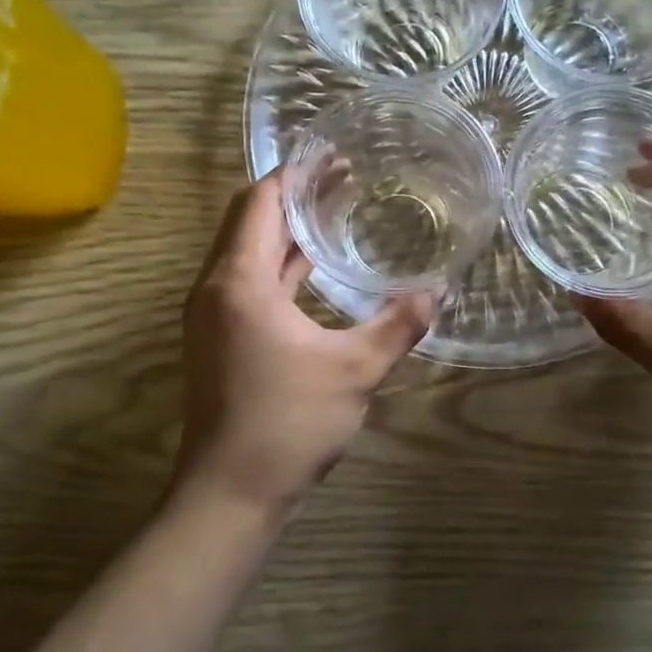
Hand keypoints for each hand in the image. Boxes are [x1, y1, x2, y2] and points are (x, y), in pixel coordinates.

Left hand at [175, 172, 433, 516]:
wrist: (229, 495)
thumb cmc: (286, 424)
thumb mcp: (354, 371)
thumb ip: (397, 326)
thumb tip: (437, 291)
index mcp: (239, 282)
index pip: (260, 203)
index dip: (295, 175)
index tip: (332, 157)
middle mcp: (216, 288)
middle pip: (249, 221)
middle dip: (294, 196)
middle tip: (343, 177)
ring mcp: (214, 316)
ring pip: (248, 253)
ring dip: (287, 230)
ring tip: (334, 211)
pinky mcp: (221, 339)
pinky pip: (250, 282)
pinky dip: (280, 265)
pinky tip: (315, 268)